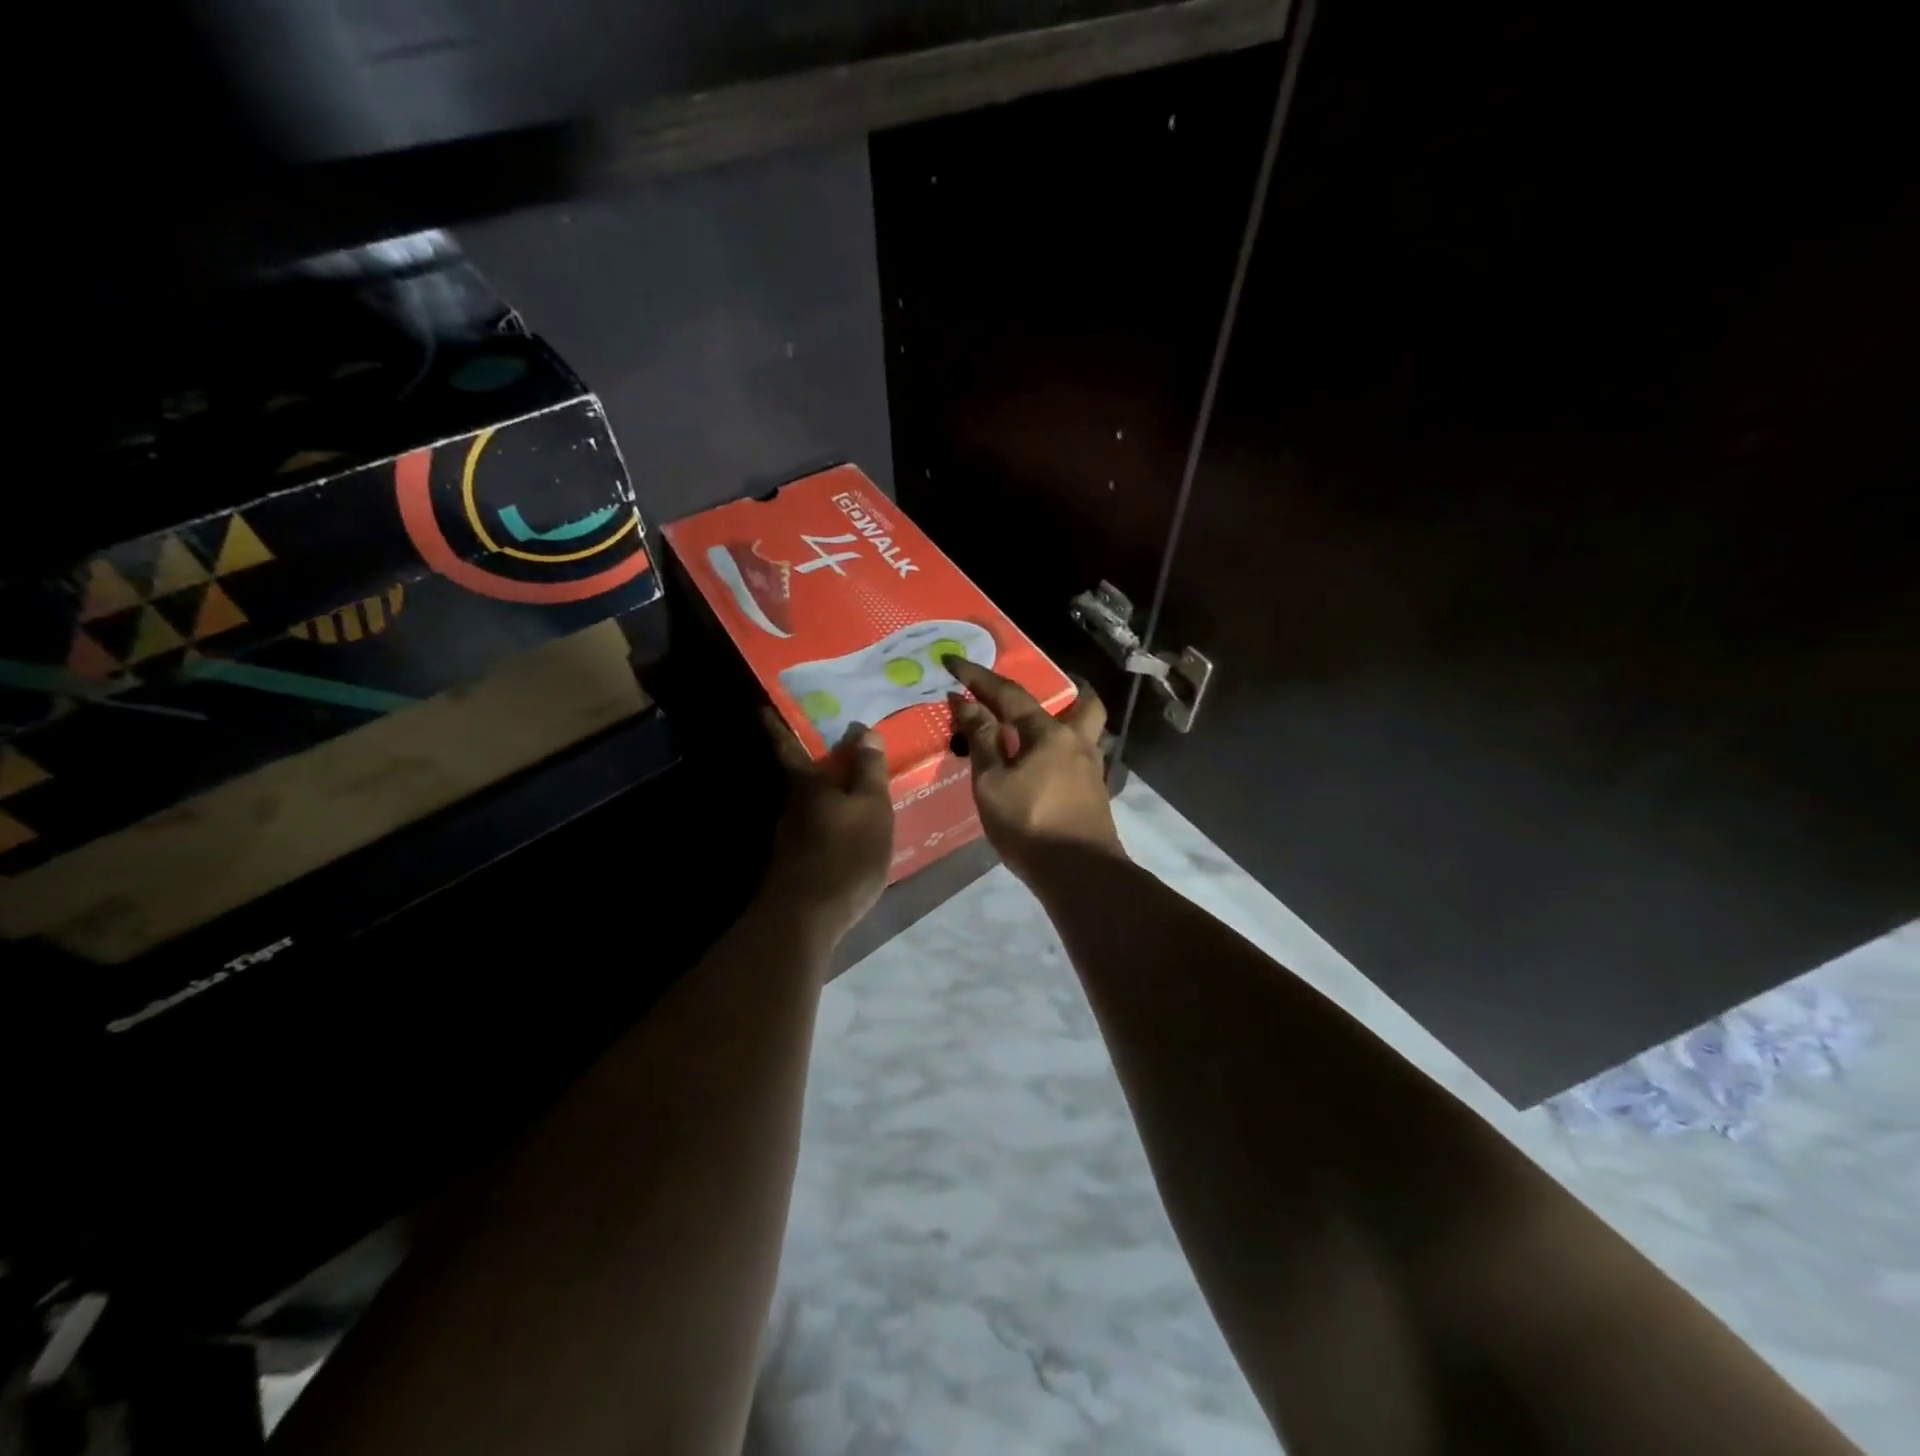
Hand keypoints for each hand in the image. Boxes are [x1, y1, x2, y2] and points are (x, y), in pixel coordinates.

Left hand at [759, 709, 895, 947]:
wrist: (805, 918)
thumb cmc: (844, 854)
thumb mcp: (871, 808)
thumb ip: (868, 770)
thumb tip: (864, 730)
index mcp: (807, 784)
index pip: (787, 744)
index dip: (775, 724)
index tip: (761, 705)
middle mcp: (793, 804)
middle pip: (799, 773)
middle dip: (811, 756)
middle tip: (834, 740)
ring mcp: (792, 835)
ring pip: (809, 801)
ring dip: (825, 789)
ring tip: (851, 782)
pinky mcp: (797, 862)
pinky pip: (818, 826)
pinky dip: (831, 817)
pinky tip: (849, 826)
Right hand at [946, 659, 1124, 886]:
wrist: (1079, 873)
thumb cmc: (1029, 824)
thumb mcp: (992, 782)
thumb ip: (982, 740)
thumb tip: (968, 703)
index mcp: (1048, 734)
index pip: (1010, 695)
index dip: (979, 678)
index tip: (954, 662)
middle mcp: (1077, 743)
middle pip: (1083, 704)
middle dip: (1070, 688)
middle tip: (1052, 686)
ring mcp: (1091, 770)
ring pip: (1088, 732)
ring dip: (1071, 721)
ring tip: (1043, 730)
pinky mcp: (1095, 795)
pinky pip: (1081, 759)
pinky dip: (1065, 752)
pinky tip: (1047, 768)